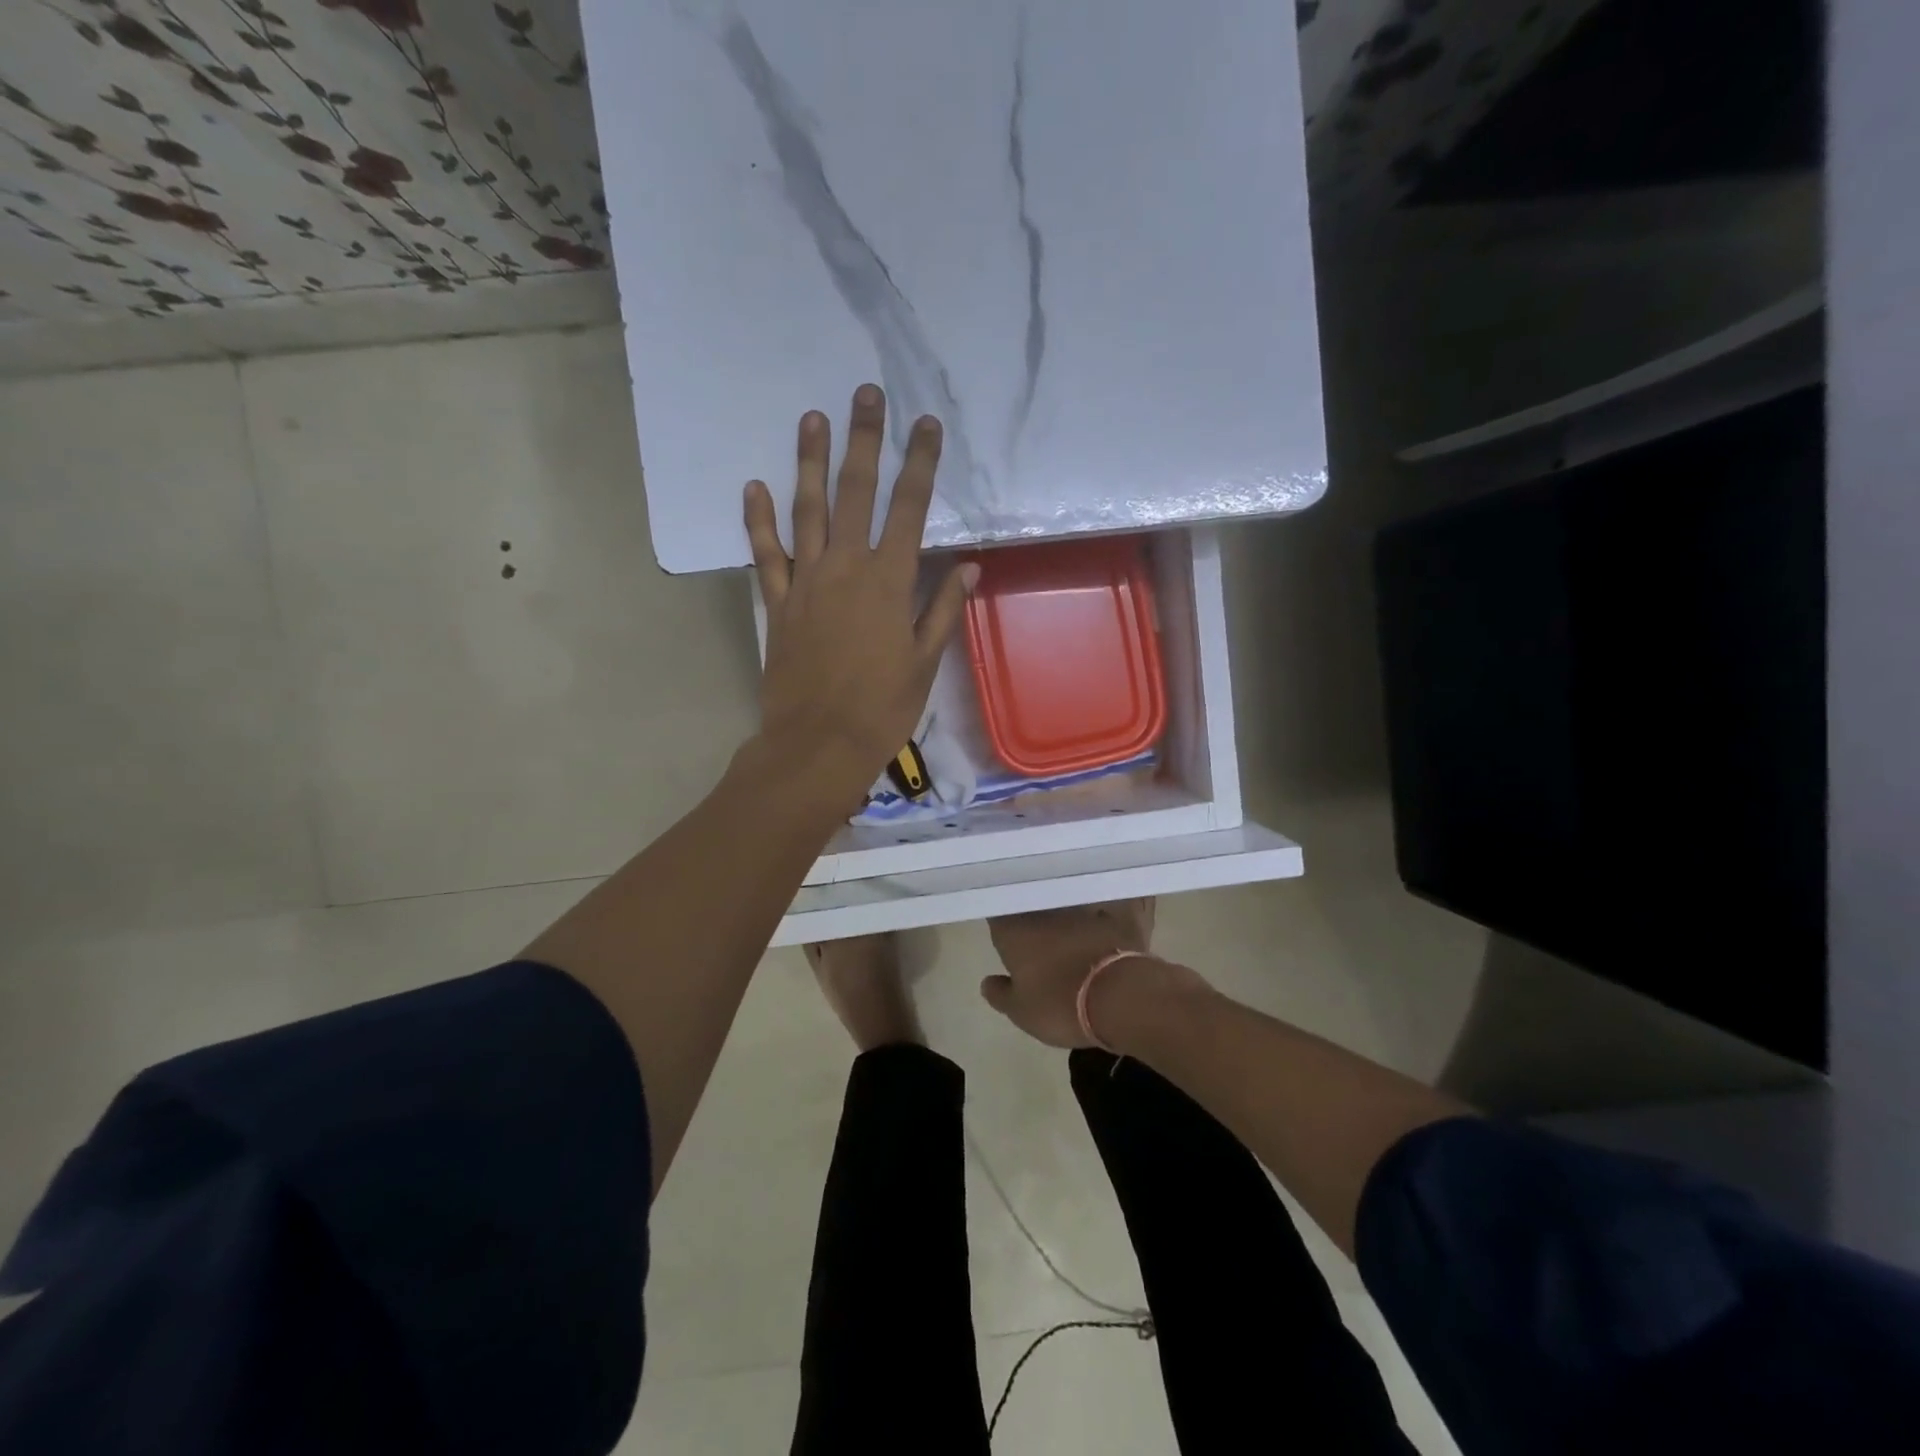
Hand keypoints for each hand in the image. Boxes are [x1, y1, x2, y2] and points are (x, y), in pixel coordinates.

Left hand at [745, 384, 976, 810]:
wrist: (818, 744)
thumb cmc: (882, 708)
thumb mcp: (924, 662)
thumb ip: (943, 610)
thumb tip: (969, 566)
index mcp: (889, 582)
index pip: (910, 510)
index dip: (920, 464)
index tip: (926, 425)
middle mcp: (846, 569)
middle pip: (855, 493)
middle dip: (864, 441)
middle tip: (865, 394)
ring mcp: (806, 583)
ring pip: (807, 511)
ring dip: (810, 463)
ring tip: (813, 418)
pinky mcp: (777, 604)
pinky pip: (766, 555)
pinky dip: (759, 521)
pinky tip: (754, 486)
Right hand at [982, 900, 1175, 1048]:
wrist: (1121, 996)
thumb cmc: (1060, 1004)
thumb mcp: (1021, 1011)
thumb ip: (1001, 994)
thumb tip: (987, 983)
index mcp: (1014, 929)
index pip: (997, 911)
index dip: (999, 917)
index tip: (1001, 928)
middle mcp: (1045, 910)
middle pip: (1032, 903)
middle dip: (1031, 913)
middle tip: (1033, 930)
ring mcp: (1081, 908)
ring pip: (1067, 901)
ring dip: (1066, 911)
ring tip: (1068, 925)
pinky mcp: (1114, 913)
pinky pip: (1105, 905)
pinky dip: (1103, 912)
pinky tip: (1105, 918)